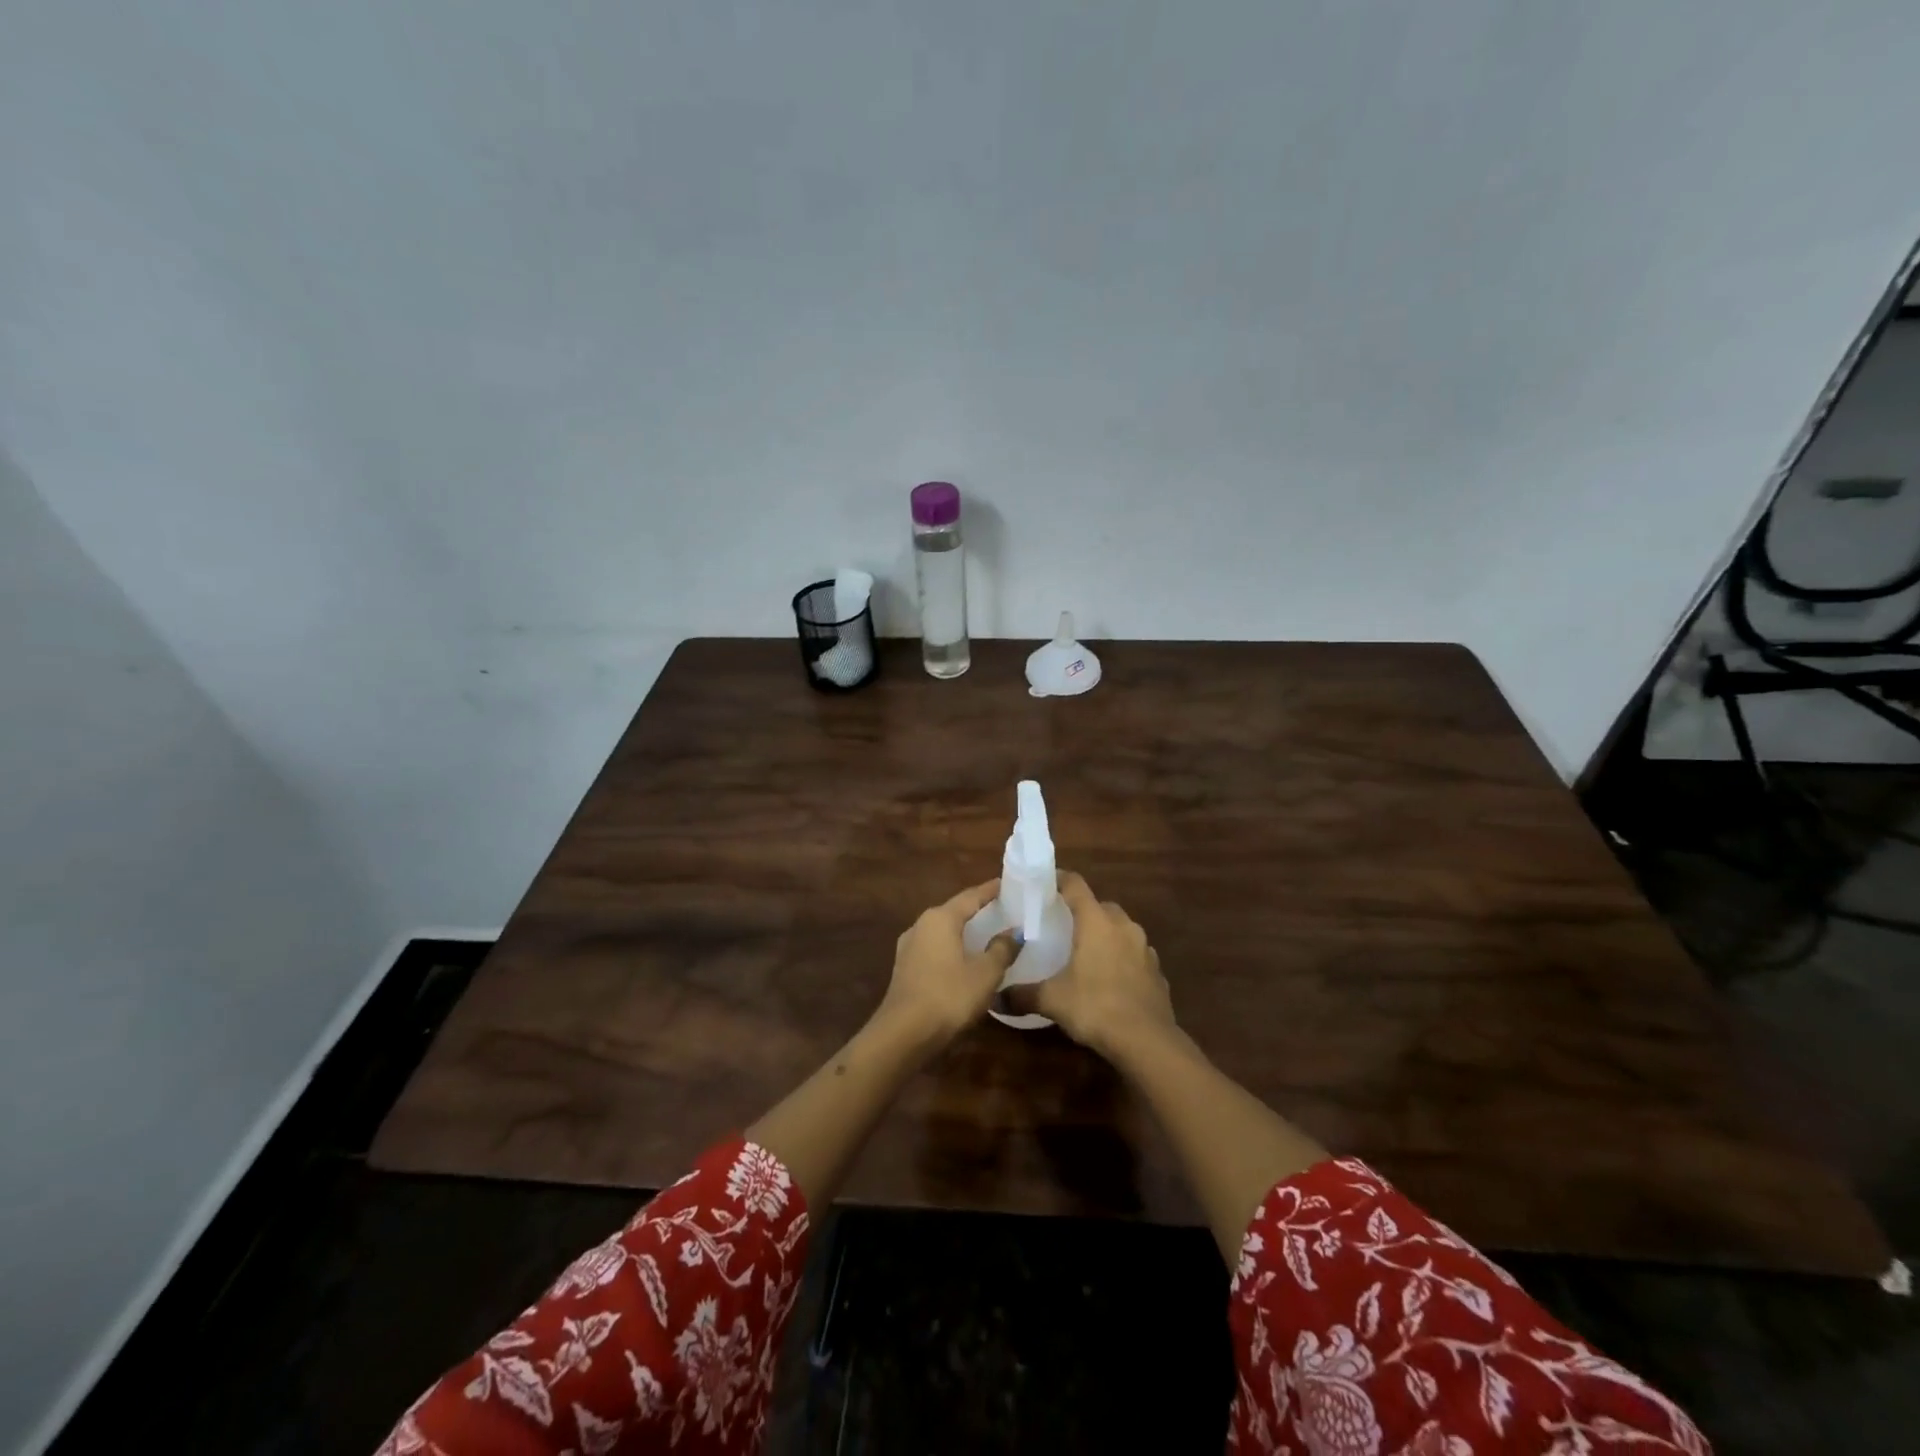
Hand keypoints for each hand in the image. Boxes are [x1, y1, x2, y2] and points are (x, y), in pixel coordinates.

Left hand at [877, 880, 1017, 1044]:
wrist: (904, 1033)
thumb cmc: (949, 996)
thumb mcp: (985, 974)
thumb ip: (1002, 949)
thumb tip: (1015, 931)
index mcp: (941, 918)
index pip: (971, 896)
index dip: (991, 890)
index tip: (1007, 884)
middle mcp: (921, 924)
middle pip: (955, 910)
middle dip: (977, 909)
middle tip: (1002, 908)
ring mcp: (909, 946)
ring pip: (943, 930)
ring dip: (963, 930)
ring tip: (986, 932)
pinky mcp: (905, 967)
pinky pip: (934, 948)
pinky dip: (952, 947)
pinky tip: (963, 958)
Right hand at [1010, 872, 1173, 1058]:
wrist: (1148, 1041)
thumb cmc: (1096, 1007)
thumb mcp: (1052, 1000)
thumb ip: (1023, 995)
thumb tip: (995, 999)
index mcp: (1096, 921)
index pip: (1076, 885)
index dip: (1060, 879)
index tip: (1044, 883)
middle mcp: (1123, 926)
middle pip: (1101, 906)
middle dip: (1083, 911)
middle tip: (1063, 924)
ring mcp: (1145, 948)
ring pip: (1121, 929)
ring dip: (1106, 935)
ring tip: (1086, 953)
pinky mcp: (1157, 971)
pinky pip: (1135, 955)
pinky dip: (1122, 959)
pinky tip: (1111, 980)